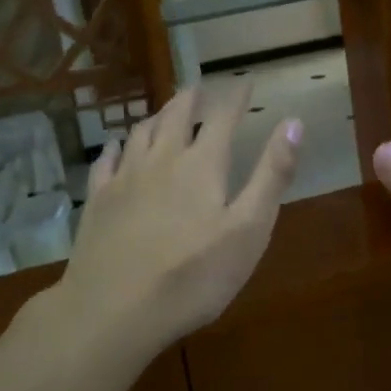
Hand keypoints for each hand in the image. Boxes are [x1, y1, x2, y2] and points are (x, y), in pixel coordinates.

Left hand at [58, 81, 302, 350]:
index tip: (245, 80)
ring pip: (141, 133)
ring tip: (163, 111)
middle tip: (199, 86)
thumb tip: (293, 123)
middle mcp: (161, 159)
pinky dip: (116, 147)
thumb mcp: (248, 229)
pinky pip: (106, 161)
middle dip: (191, 98)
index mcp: (202, 164)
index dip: (235, 97)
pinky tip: (116, 147)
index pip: (222, 117)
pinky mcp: (98, 201)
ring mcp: (125, 178)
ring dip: (156, 116)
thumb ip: (272, 174)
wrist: (114, 309)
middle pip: (176, 116)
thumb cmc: (193, 275)